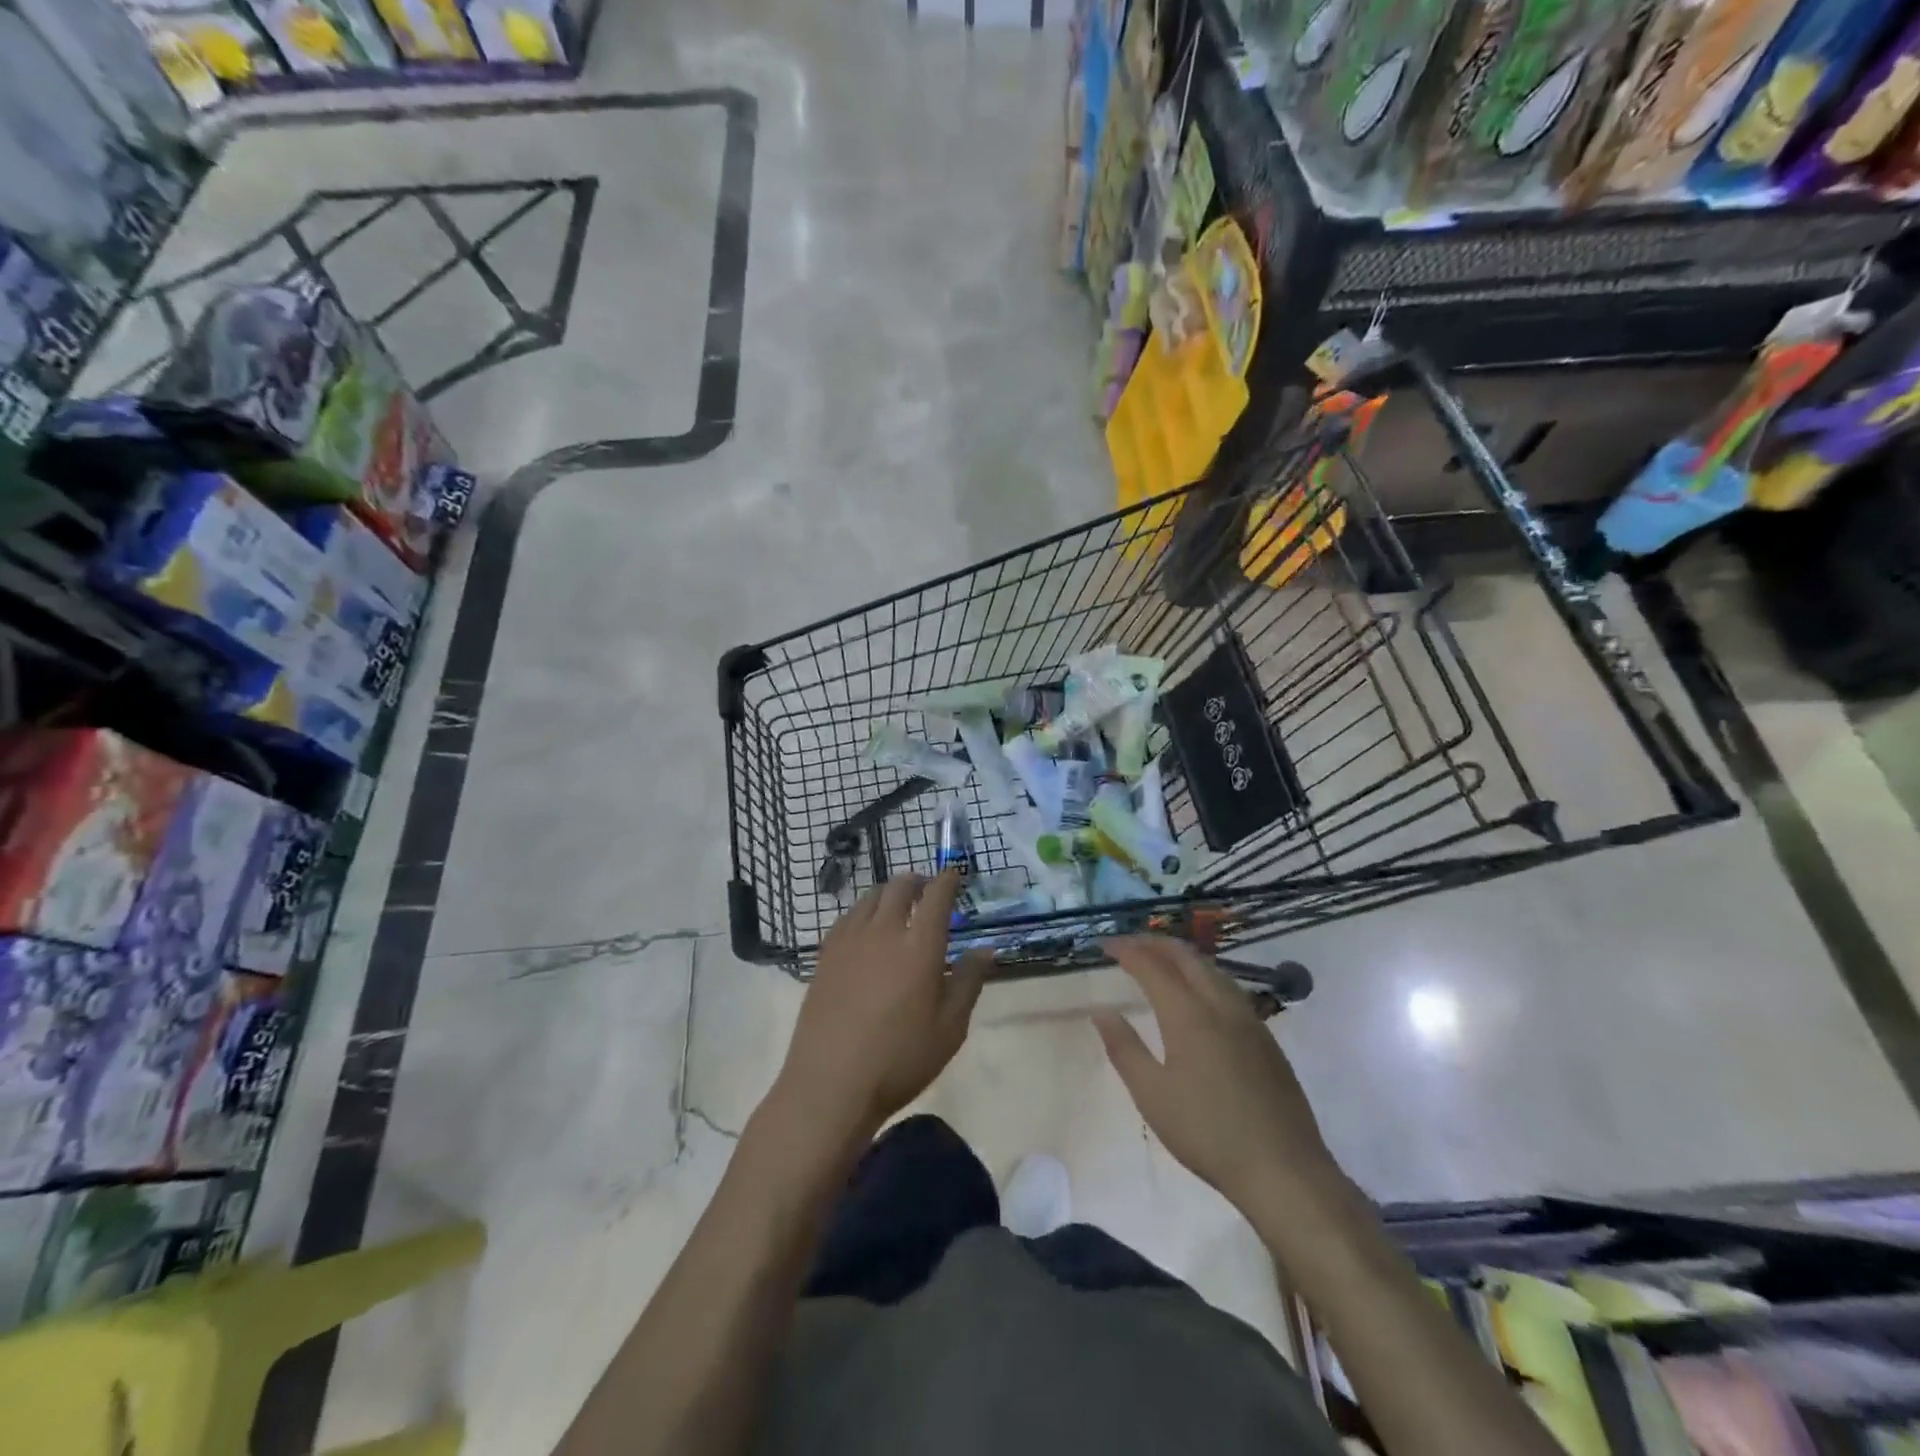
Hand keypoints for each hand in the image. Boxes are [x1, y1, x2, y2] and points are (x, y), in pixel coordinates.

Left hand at [775, 872, 992, 1141]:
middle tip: (928, 890)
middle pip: (900, 887)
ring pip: (870, 898)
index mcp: (919, 946)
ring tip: (898, 906)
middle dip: (918, 881)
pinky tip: (866, 928)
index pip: (937, 895)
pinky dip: (864, 911)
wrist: (831, 1084)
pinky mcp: (825, 956)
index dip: (948, 880)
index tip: (956, 874)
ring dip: (889, 893)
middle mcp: (884, 931)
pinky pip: (847, 917)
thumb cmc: (900, 1059)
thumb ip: (969, 981)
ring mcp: (849, 941)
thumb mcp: (950, 1028)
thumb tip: (986, 949)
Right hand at [1094, 936, 1339, 1214]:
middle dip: (1154, 943)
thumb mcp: (1152, 1095)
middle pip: (1186, 956)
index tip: (1105, 945)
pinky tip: (1198, 995)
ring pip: (1212, 969)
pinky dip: (1203, 975)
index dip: (1127, 950)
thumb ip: (1124, 1048)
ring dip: (1182, 956)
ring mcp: (1249, 1020)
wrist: (1283, 1169)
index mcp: (1189, 1014)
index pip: (1152, 966)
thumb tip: (1102, 1012)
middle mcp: (1220, 1005)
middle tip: (1128, 944)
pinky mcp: (1266, 1039)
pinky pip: (1229, 988)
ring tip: (1159, 961)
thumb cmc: (1207, 1132)